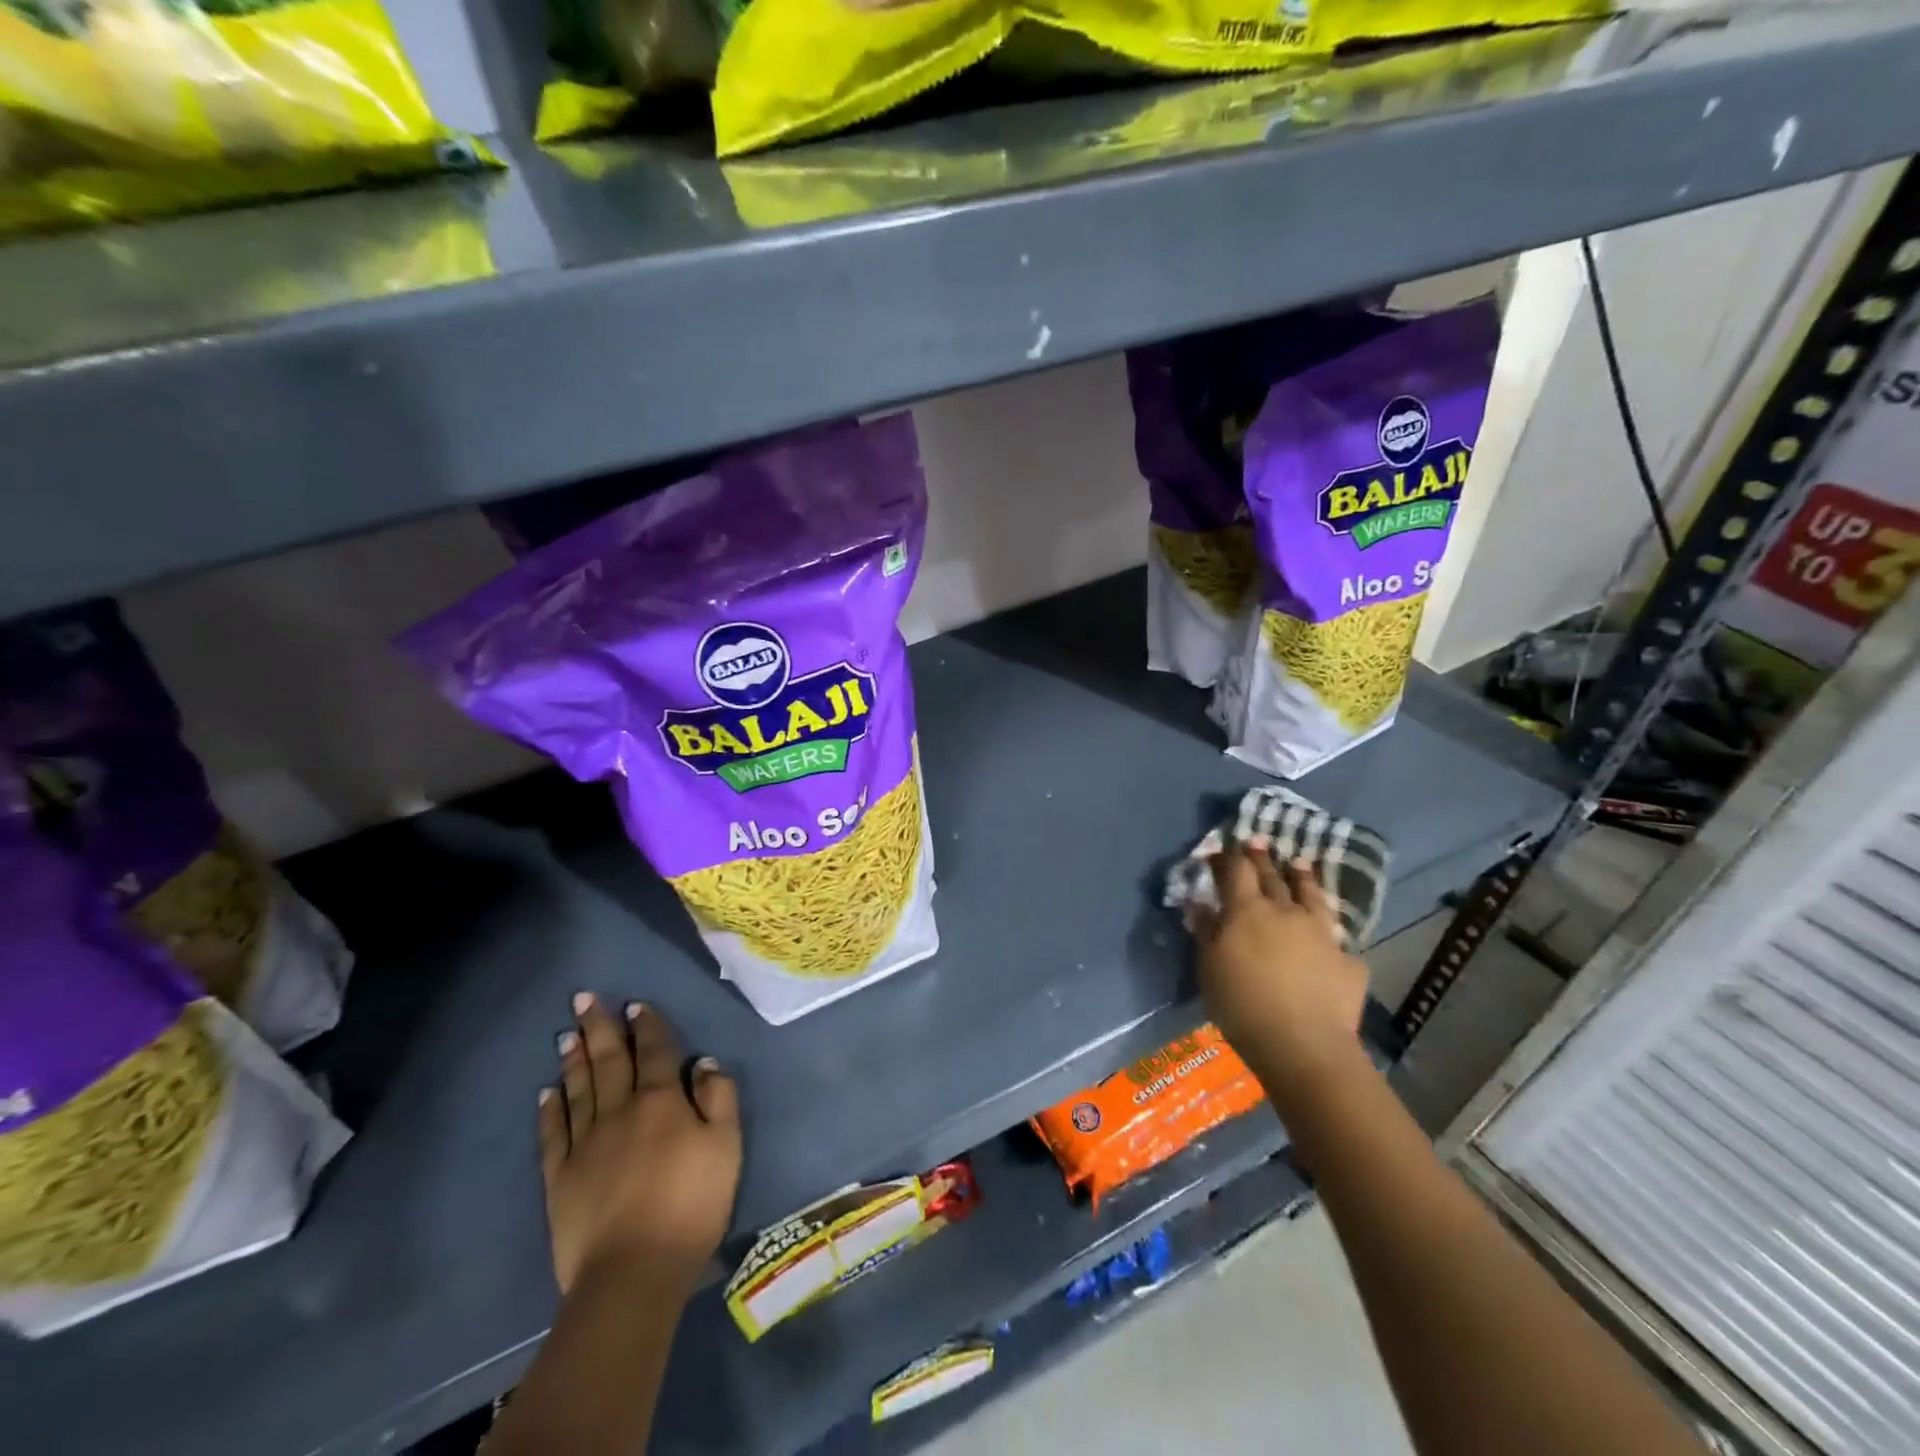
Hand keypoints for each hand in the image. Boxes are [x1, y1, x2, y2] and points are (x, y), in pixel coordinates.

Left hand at [539, 994, 740, 1297]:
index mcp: (661, 1101)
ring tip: (566, 1033)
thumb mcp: (726, 1146)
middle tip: (583, 998)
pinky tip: (547, 1092)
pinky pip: (553, 1133)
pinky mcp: (559, 1178)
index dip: (647, 1025)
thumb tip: (704, 1062)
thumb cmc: (691, 1205)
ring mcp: (585, 1144)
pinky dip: (550, 1109)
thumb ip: (719, 1098)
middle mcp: (619, 1111)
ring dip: (574, 1058)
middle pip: (609, 1060)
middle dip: (599, 1027)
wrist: (633, 1272)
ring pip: (579, 1089)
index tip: (636, 1004)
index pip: (654, 1051)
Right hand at [1192, 843, 1369, 1101]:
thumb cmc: (1242, 1004)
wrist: (1303, 1045)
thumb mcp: (1209, 967)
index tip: (1222, 848)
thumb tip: (1199, 902)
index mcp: (1247, 911)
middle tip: (1257, 842)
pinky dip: (1327, 930)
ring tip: (1300, 864)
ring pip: (1311, 895)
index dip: (1228, 856)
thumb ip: (1205, 931)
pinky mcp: (1347, 960)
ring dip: (1303, 877)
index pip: (1235, 871)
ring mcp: (1321, 933)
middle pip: (1272, 876)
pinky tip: (1329, 934)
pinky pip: (1335, 937)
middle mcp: (1285, 911)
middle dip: (1261, 857)